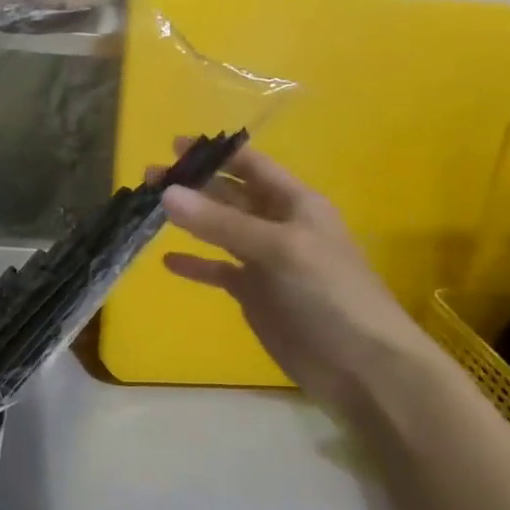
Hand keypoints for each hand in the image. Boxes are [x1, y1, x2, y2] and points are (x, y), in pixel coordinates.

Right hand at [159, 143, 438, 416]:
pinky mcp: (254, 294)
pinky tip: (167, 260)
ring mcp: (265, 261)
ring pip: (219, 230)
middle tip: (149, 176)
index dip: (216, 153)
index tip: (175, 144)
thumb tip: (167, 193)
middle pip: (229, 195)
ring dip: (188, 219)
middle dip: (192, 183)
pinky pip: (218, 270)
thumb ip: (221, 222)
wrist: (361, 366)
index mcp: (296, 204)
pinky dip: (195, 263)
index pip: (251, 166)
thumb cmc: (329, 294)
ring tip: (148, 207)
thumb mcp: (278, 248)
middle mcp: (278, 225)